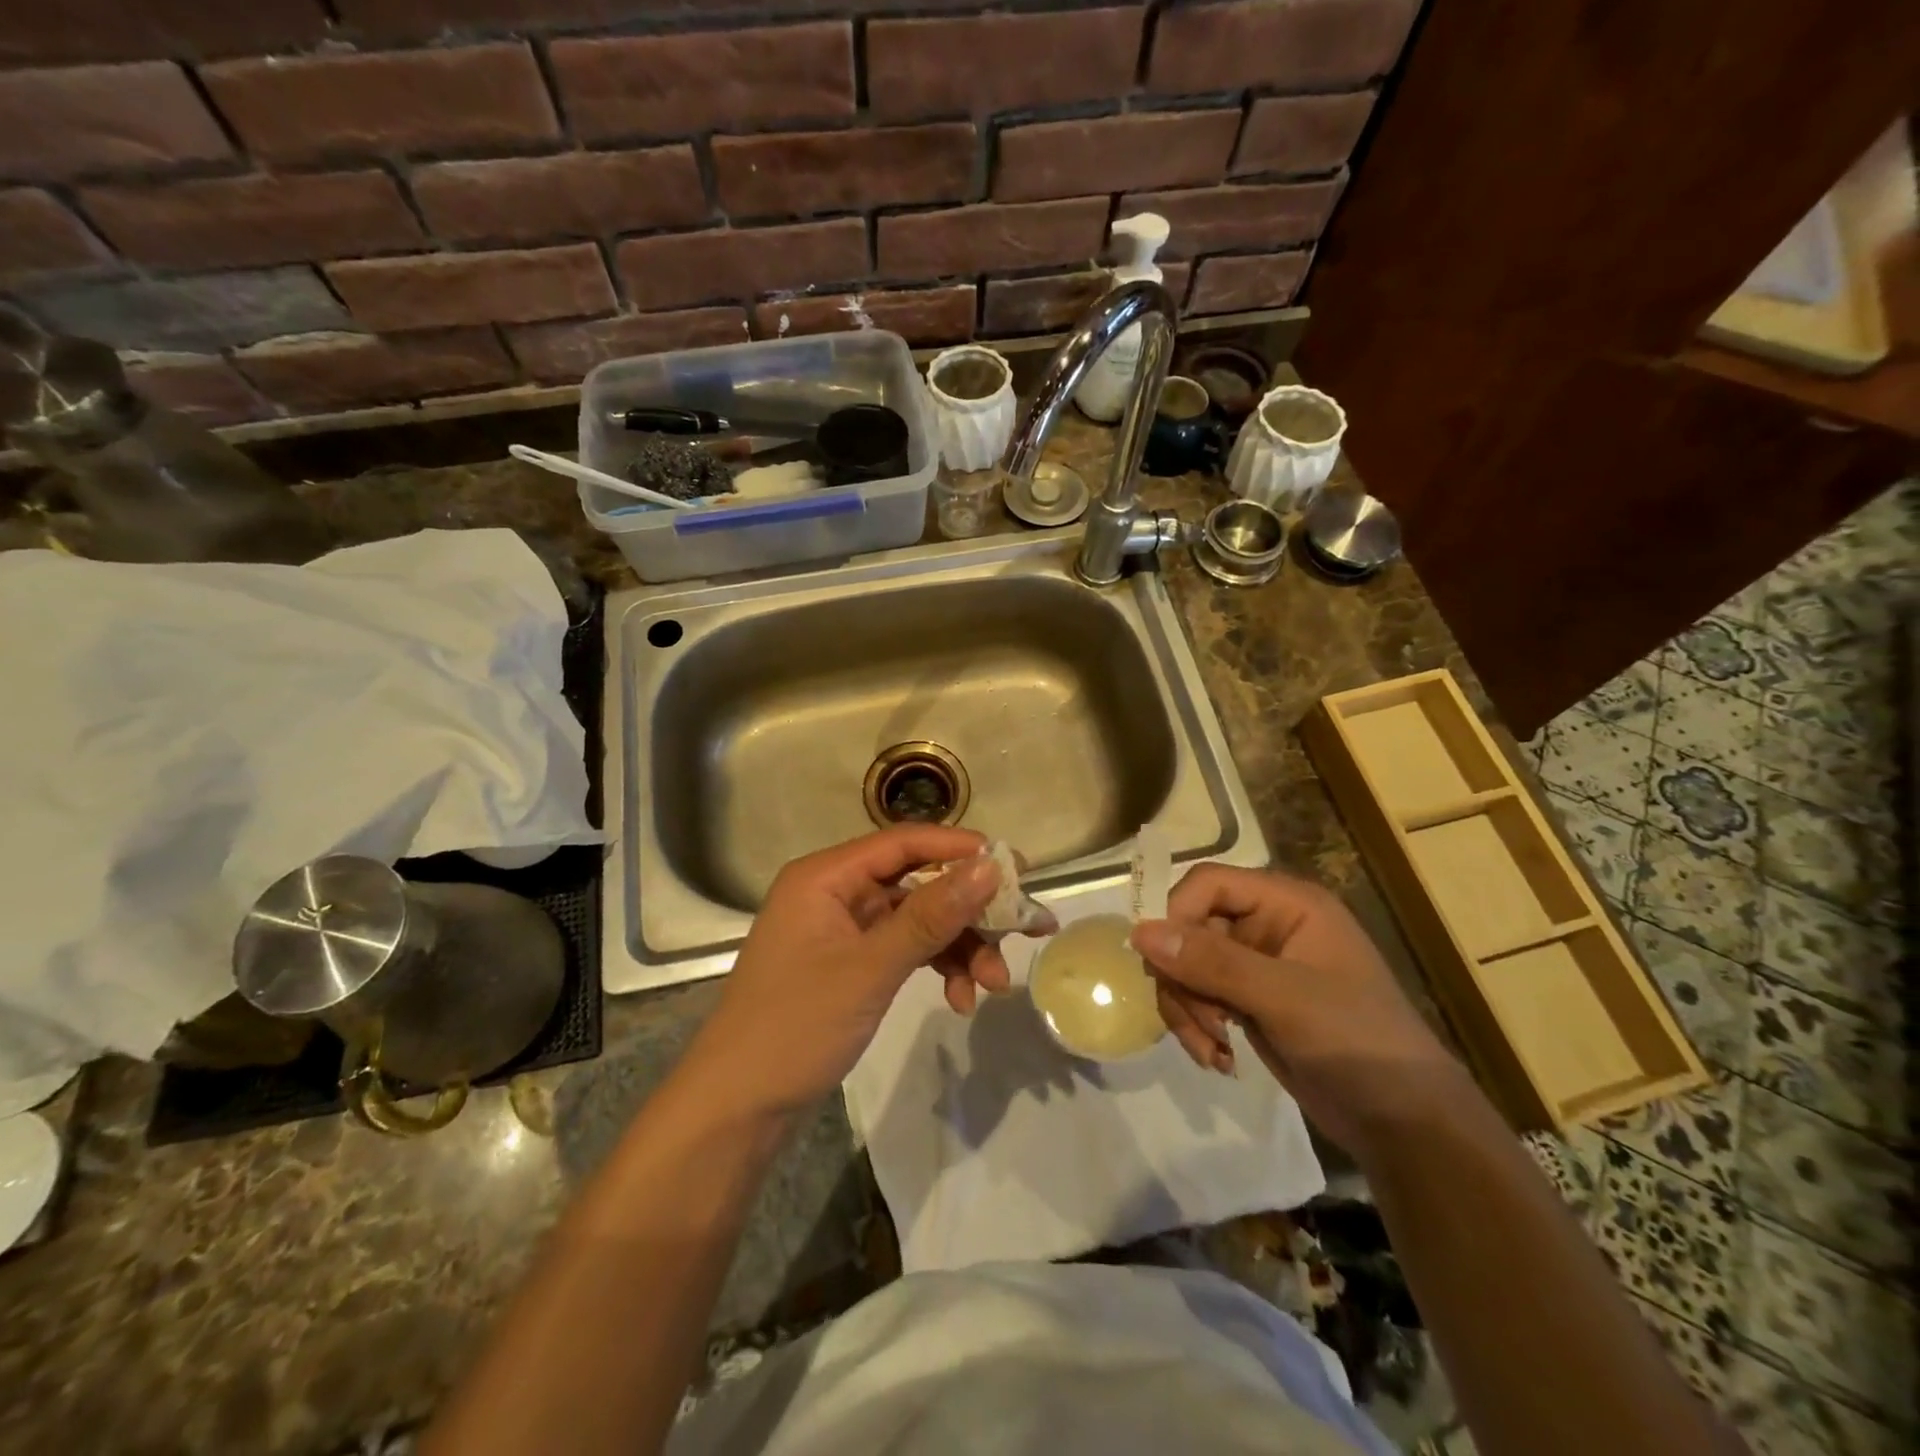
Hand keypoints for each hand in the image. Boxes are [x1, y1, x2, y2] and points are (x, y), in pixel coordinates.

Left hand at [691, 825, 1009, 1115]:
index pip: (903, 842)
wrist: (738, 1108)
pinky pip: (904, 950)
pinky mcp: (850, 963)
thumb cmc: (796, 1026)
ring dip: (959, 948)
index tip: (1015, 866)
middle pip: (917, 884)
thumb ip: (931, 916)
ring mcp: (843, 930)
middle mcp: (835, 893)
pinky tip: (961, 1000)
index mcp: (826, 877)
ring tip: (995, 985)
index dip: (960, 849)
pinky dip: (936, 969)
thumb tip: (990, 867)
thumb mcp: (870, 969)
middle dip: (969, 912)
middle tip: (1023, 930)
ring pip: (917, 921)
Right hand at [1131, 864, 1468, 1159]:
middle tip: (1199, 1023)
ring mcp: (1257, 964)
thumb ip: (1212, 961)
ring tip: (1212, 1050)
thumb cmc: (1357, 1042)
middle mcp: (1268, 924)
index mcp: (1287, 903)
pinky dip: (1198, 1025)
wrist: (1405, 1122)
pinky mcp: (1248, 1000)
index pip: (1208, 883)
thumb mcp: (1283, 998)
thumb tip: (1139, 932)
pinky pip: (1199, 996)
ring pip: (1187, 965)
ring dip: (1187, 1007)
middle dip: (1183, 977)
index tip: (1162, 963)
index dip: (1177, 914)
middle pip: (1190, 926)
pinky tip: (1219, 1058)